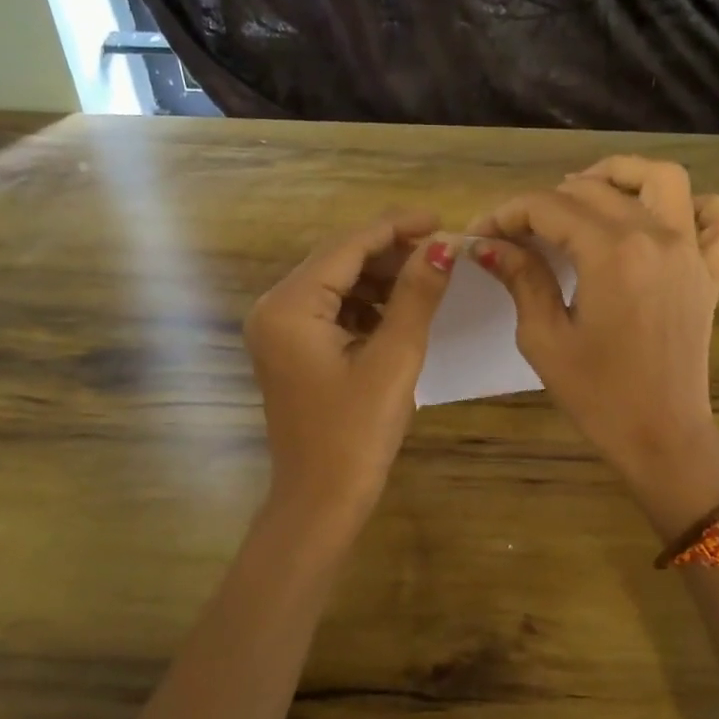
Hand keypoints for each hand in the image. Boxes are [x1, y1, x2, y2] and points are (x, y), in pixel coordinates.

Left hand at [245, 210, 455, 531]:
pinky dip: (365, 305)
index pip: (347, 246)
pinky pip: (330, 310)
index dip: (396, 228)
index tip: (441, 219)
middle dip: (389, 253)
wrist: (321, 499)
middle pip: (338, 260)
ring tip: (427, 279)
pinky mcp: (290, 349)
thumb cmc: (357, 433)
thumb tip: (444, 246)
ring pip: (336, 283)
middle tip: (441, 252)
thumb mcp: (394, 358)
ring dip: (380, 278)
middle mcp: (274, 308)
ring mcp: (278, 329)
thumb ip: (416, 295)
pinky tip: (399, 312)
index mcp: (289, 306)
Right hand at [469, 156, 718, 492]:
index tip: (482, 234)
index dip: (508, 214)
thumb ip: (521, 279)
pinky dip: (698, 207)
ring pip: (664, 179)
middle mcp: (657, 236)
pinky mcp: (712, 272)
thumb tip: (487, 245)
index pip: (549, 207)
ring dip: (622, 176)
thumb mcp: (545, 338)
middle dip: (547, 201)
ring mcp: (692, 251)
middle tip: (519, 231)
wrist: (662, 435)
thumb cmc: (597, 395)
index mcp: (612, 253)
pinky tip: (665, 221)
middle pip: (595, 189)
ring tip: (588, 196)